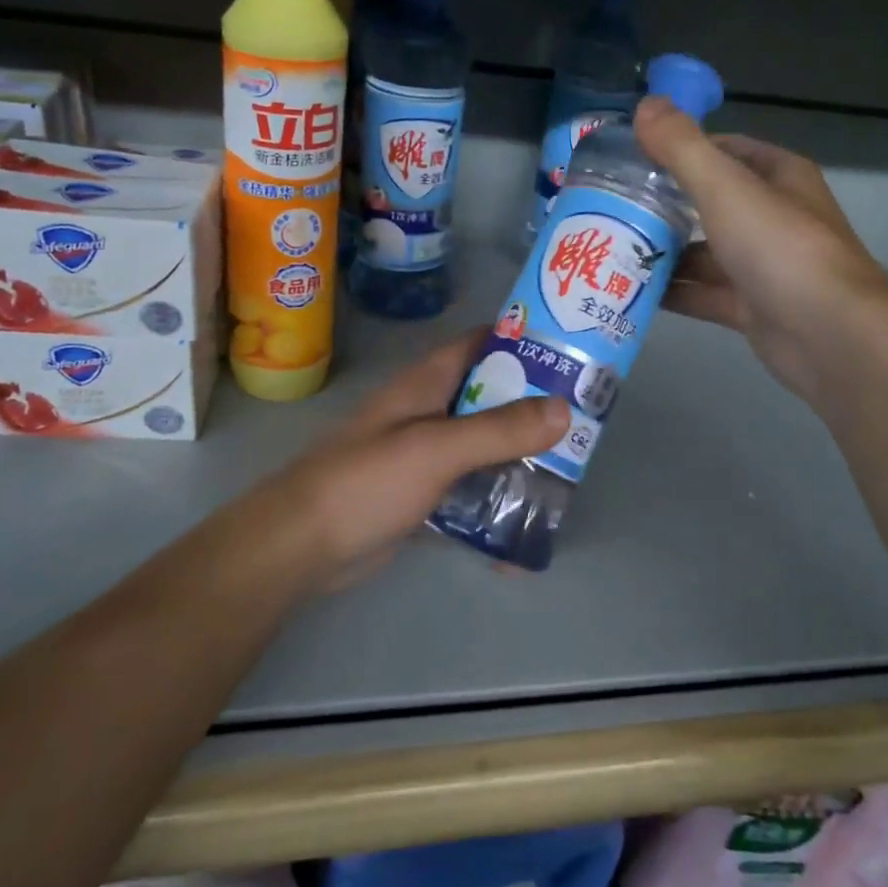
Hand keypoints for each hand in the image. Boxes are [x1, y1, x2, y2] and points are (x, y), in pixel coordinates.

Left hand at [264, 332, 568, 588]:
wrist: (302, 545)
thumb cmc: (367, 481)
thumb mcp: (437, 448)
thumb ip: (499, 430)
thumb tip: (564, 409)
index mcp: (428, 382)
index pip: (482, 343)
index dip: (524, 340)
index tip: (573, 351)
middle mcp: (430, 411)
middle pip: (491, 397)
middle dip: (534, 407)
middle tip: (585, 421)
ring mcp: (425, 454)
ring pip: (484, 446)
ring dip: (519, 458)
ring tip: (568, 475)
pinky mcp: (422, 495)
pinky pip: (469, 490)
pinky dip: (495, 503)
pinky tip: (525, 528)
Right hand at [634, 96, 887, 404]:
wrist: (831, 336)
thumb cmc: (780, 249)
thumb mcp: (725, 188)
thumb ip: (682, 147)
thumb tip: (644, 103)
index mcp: (778, 178)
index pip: (724, 151)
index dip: (680, 150)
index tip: (632, 160)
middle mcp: (773, 217)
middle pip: (709, 204)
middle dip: (663, 206)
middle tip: (609, 208)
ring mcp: (763, 266)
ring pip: (704, 253)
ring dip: (663, 254)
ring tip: (609, 251)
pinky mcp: (752, 308)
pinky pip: (704, 293)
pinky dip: (674, 293)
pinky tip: (630, 292)